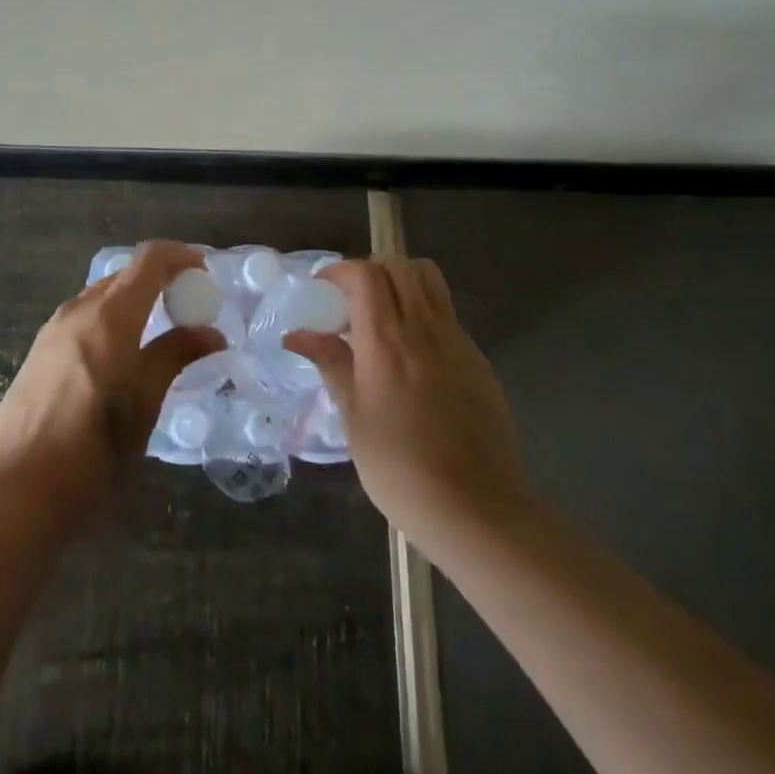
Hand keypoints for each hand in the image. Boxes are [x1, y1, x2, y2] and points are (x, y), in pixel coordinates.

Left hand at [0, 241, 223, 525]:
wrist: (13, 491)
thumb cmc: (90, 450)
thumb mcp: (142, 404)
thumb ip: (175, 356)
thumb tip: (211, 333)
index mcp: (108, 316)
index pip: (148, 260)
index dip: (180, 256)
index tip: (205, 271)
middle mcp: (78, 310)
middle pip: (125, 275)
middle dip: (160, 279)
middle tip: (190, 305)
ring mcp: (53, 330)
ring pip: (102, 296)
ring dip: (135, 299)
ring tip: (160, 329)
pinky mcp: (39, 352)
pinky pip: (84, 317)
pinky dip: (112, 318)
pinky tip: (122, 353)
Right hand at [286, 255, 528, 557]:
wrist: (475, 508)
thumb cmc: (400, 468)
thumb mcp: (353, 417)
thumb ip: (331, 364)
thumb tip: (296, 335)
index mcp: (386, 339)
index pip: (366, 274)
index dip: (341, 270)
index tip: (323, 288)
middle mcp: (423, 328)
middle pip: (400, 265)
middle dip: (371, 269)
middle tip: (352, 300)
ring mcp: (457, 341)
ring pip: (430, 280)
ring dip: (402, 282)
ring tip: (383, 316)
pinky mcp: (478, 360)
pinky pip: (447, 314)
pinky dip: (424, 312)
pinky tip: (413, 354)